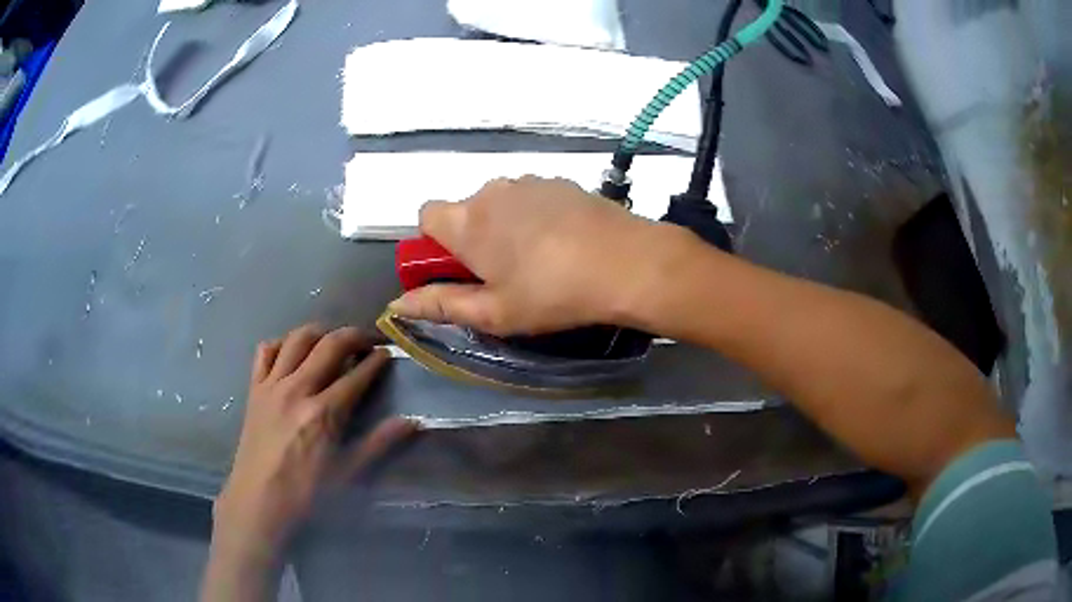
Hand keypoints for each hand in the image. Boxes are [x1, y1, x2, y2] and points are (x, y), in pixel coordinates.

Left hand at [211, 324, 415, 568]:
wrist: (259, 499)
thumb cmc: (306, 491)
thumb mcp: (347, 472)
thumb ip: (379, 443)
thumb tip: (412, 422)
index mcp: (323, 413)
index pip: (356, 375)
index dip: (376, 360)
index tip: (388, 353)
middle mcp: (297, 389)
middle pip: (329, 345)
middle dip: (354, 336)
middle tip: (367, 340)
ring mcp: (272, 385)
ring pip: (297, 339)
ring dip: (320, 332)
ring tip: (332, 340)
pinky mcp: (254, 388)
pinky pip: (266, 351)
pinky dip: (282, 343)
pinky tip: (292, 352)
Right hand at [389, 176, 681, 335]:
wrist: (627, 262)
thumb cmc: (552, 294)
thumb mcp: (493, 313)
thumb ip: (441, 305)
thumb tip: (398, 304)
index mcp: (467, 222)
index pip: (426, 215)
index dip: (434, 243)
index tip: (457, 269)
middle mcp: (492, 191)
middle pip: (465, 210)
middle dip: (473, 238)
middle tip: (503, 274)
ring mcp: (529, 181)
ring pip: (500, 203)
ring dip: (505, 226)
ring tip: (539, 260)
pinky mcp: (561, 182)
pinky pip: (532, 197)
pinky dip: (535, 216)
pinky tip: (563, 242)